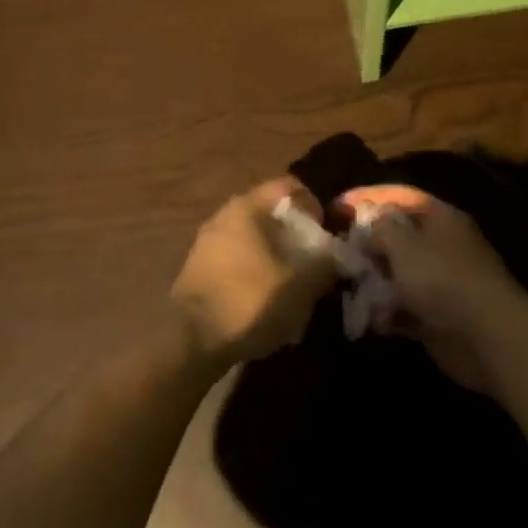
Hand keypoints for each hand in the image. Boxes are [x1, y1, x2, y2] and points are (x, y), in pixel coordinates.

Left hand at [170, 177, 337, 367]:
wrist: (189, 341)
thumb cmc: (249, 301)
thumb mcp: (300, 285)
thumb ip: (325, 264)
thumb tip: (337, 255)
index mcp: (247, 206)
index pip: (288, 186)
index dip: (313, 205)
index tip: (325, 234)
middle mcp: (224, 214)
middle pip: (270, 212)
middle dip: (295, 234)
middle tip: (313, 263)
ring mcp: (208, 241)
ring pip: (254, 237)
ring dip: (276, 255)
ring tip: (292, 287)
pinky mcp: (199, 268)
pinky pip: (237, 258)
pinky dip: (256, 271)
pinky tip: (265, 302)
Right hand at [339, 185, 526, 391]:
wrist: (489, 338)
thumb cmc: (443, 278)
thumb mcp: (403, 244)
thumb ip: (379, 229)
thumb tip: (368, 225)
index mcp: (439, 217)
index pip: (399, 196)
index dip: (367, 197)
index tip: (337, 206)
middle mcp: (441, 245)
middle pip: (397, 236)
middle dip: (368, 244)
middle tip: (339, 251)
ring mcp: (441, 283)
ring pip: (398, 274)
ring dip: (375, 282)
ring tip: (351, 289)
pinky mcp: (438, 318)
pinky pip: (405, 309)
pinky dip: (388, 314)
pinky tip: (373, 321)